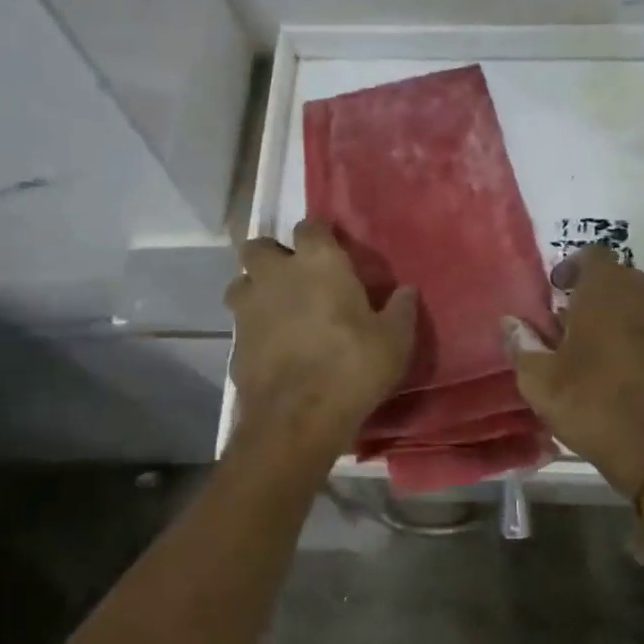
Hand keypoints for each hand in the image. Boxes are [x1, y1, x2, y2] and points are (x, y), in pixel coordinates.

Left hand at [226, 219, 417, 452]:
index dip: (319, 234)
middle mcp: (276, 275)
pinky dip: (253, 328)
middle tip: (294, 276)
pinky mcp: (234, 341)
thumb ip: (400, 310)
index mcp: (318, 263)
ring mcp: (249, 307)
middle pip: (259, 246)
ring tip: (277, 309)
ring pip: (241, 283)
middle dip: (272, 255)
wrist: (298, 417)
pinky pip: (240, 322)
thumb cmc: (353, 367)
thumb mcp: (394, 340)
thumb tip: (408, 291)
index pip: (310, 226)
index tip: (331, 247)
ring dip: (255, 289)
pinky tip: (272, 346)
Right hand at [504, 247, 643, 497]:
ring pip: (637, 301)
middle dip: (591, 291)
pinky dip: (634, 333)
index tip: (554, 292)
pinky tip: (617, 365)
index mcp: (607, 291)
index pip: (592, 254)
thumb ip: (522, 344)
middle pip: (616, 276)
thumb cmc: (592, 404)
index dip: (570, 267)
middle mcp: (642, 295)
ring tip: (589, 344)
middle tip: (566, 319)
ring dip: (614, 312)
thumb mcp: (540, 380)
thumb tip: (510, 322)